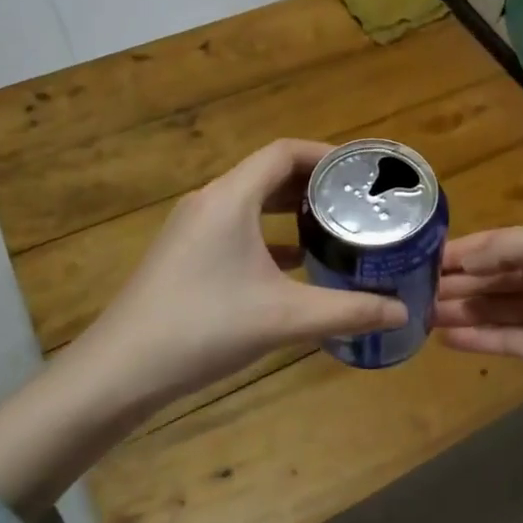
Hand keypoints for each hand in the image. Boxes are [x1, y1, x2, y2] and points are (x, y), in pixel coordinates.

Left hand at [89, 140, 407, 411]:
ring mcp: (192, 229)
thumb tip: (402, 312)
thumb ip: (348, 311)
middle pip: (268, 173)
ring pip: (251, 202)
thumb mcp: (284, 319)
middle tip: (358, 201)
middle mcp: (209, 202)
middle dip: (314, 183)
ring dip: (291, 209)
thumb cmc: (203, 328)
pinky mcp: (185, 255)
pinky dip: (269, 235)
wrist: (119, 371)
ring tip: (335, 226)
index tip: (362, 171)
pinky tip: (296, 263)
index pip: (283, 152)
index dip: (326, 154)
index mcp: (229, 199)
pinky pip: (236, 229)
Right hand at [434, 220, 522, 396]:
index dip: (459, 252)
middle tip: (409, 290)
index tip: (417, 257)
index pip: (492, 245)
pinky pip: (501, 340)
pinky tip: (443, 338)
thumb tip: (460, 259)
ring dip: (457, 309)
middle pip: (488, 278)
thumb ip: (503, 248)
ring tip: (418, 314)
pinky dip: (474, 337)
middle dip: (453, 282)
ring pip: (490, 309)